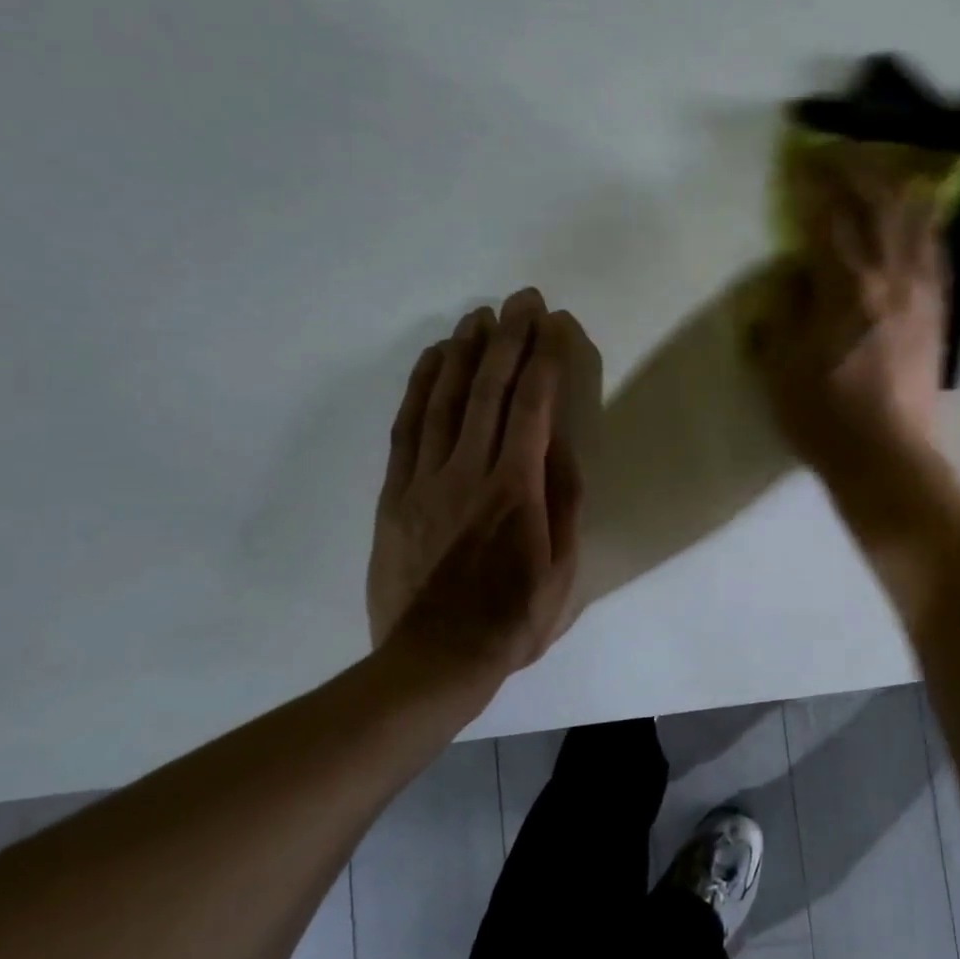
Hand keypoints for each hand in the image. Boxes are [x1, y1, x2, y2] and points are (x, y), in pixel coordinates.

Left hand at [367, 288, 586, 698]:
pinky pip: (407, 427)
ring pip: (445, 399)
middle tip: (521, 299)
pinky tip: (434, 360)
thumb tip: (562, 444)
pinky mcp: (396, 492)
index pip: (534, 406)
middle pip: (490, 390)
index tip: (553, 322)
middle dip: (509, 338)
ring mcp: (426, 479)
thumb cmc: (513, 618)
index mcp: (517, 488)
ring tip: (479, 316)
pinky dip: (420, 387)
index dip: (545, 358)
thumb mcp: (563, 567)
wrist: (434, 658)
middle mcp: (471, 471)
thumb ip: (563, 501)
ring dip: (465, 351)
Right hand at [747, 143, 946, 473]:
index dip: (811, 183)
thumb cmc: (825, 419)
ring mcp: (922, 293)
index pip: (827, 216)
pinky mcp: (939, 312)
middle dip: (855, 168)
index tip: (798, 159)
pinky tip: (920, 213)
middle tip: (835, 152)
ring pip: (915, 219)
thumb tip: (794, 273)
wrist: (888, 459)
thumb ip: (786, 310)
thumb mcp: (781, 367)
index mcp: (846, 287)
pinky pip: (937, 251)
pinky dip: (926, 222)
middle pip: (878, 202)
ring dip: (896, 185)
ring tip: (881, 167)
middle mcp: (890, 277)